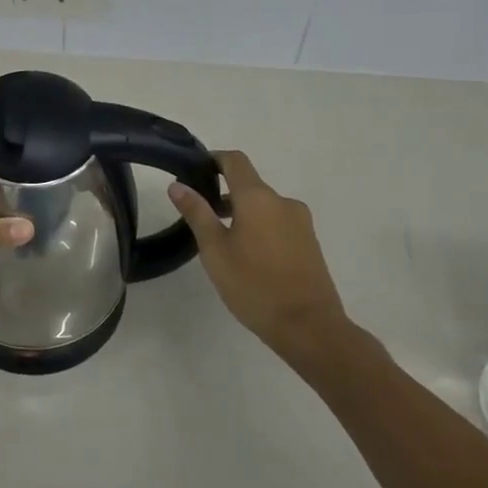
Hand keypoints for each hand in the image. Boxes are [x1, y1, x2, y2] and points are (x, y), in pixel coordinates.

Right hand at [169, 150, 347, 353]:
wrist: (310, 327)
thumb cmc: (254, 285)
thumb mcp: (215, 250)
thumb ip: (197, 213)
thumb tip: (177, 185)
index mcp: (258, 197)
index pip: (235, 161)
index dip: (214, 159)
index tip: (195, 171)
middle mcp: (283, 202)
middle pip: (249, 185)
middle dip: (224, 194)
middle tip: (200, 217)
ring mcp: (301, 222)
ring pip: (264, 206)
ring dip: (242, 213)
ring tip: (222, 242)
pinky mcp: (310, 243)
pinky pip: (279, 223)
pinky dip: (260, 228)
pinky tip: (249, 257)